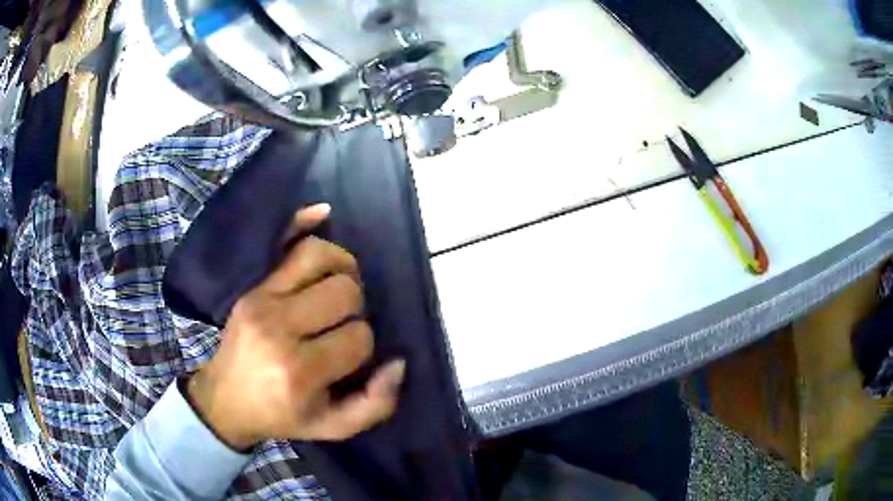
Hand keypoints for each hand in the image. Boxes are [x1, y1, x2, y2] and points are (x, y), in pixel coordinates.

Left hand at [186, 204, 404, 450]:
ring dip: (344, 269)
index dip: (364, 346)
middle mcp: (279, 328)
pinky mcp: (251, 286)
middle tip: (344, 324)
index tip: (349, 359)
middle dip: (356, 308)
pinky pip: (282, 243)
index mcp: (300, 370)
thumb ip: (375, 404)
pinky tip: (322, 213)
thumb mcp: (332, 427)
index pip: (358, 337)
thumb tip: (398, 363)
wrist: (227, 399)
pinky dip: (303, 222)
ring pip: (318, 257)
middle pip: (343, 292)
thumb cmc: (282, 415)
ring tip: (343, 285)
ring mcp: (261, 299)